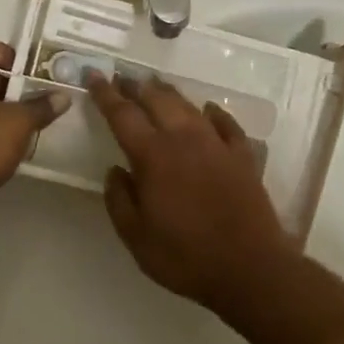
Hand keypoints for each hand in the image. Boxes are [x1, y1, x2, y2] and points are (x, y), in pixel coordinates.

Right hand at [87, 72, 295, 309]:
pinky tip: (208, 110)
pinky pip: (226, 124)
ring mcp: (217, 145)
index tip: (93, 75)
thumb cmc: (185, 256)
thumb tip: (115, 170)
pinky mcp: (243, 157)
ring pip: (189, 107)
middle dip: (137, 86)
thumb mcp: (136, 237)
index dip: (105, 94)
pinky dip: (213, 113)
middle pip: (157, 100)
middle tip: (123, 78)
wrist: (250, 268)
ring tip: (155, 86)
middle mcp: (184, 140)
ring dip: (169, 93)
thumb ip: (119, 200)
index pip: (123, 115)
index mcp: (153, 157)